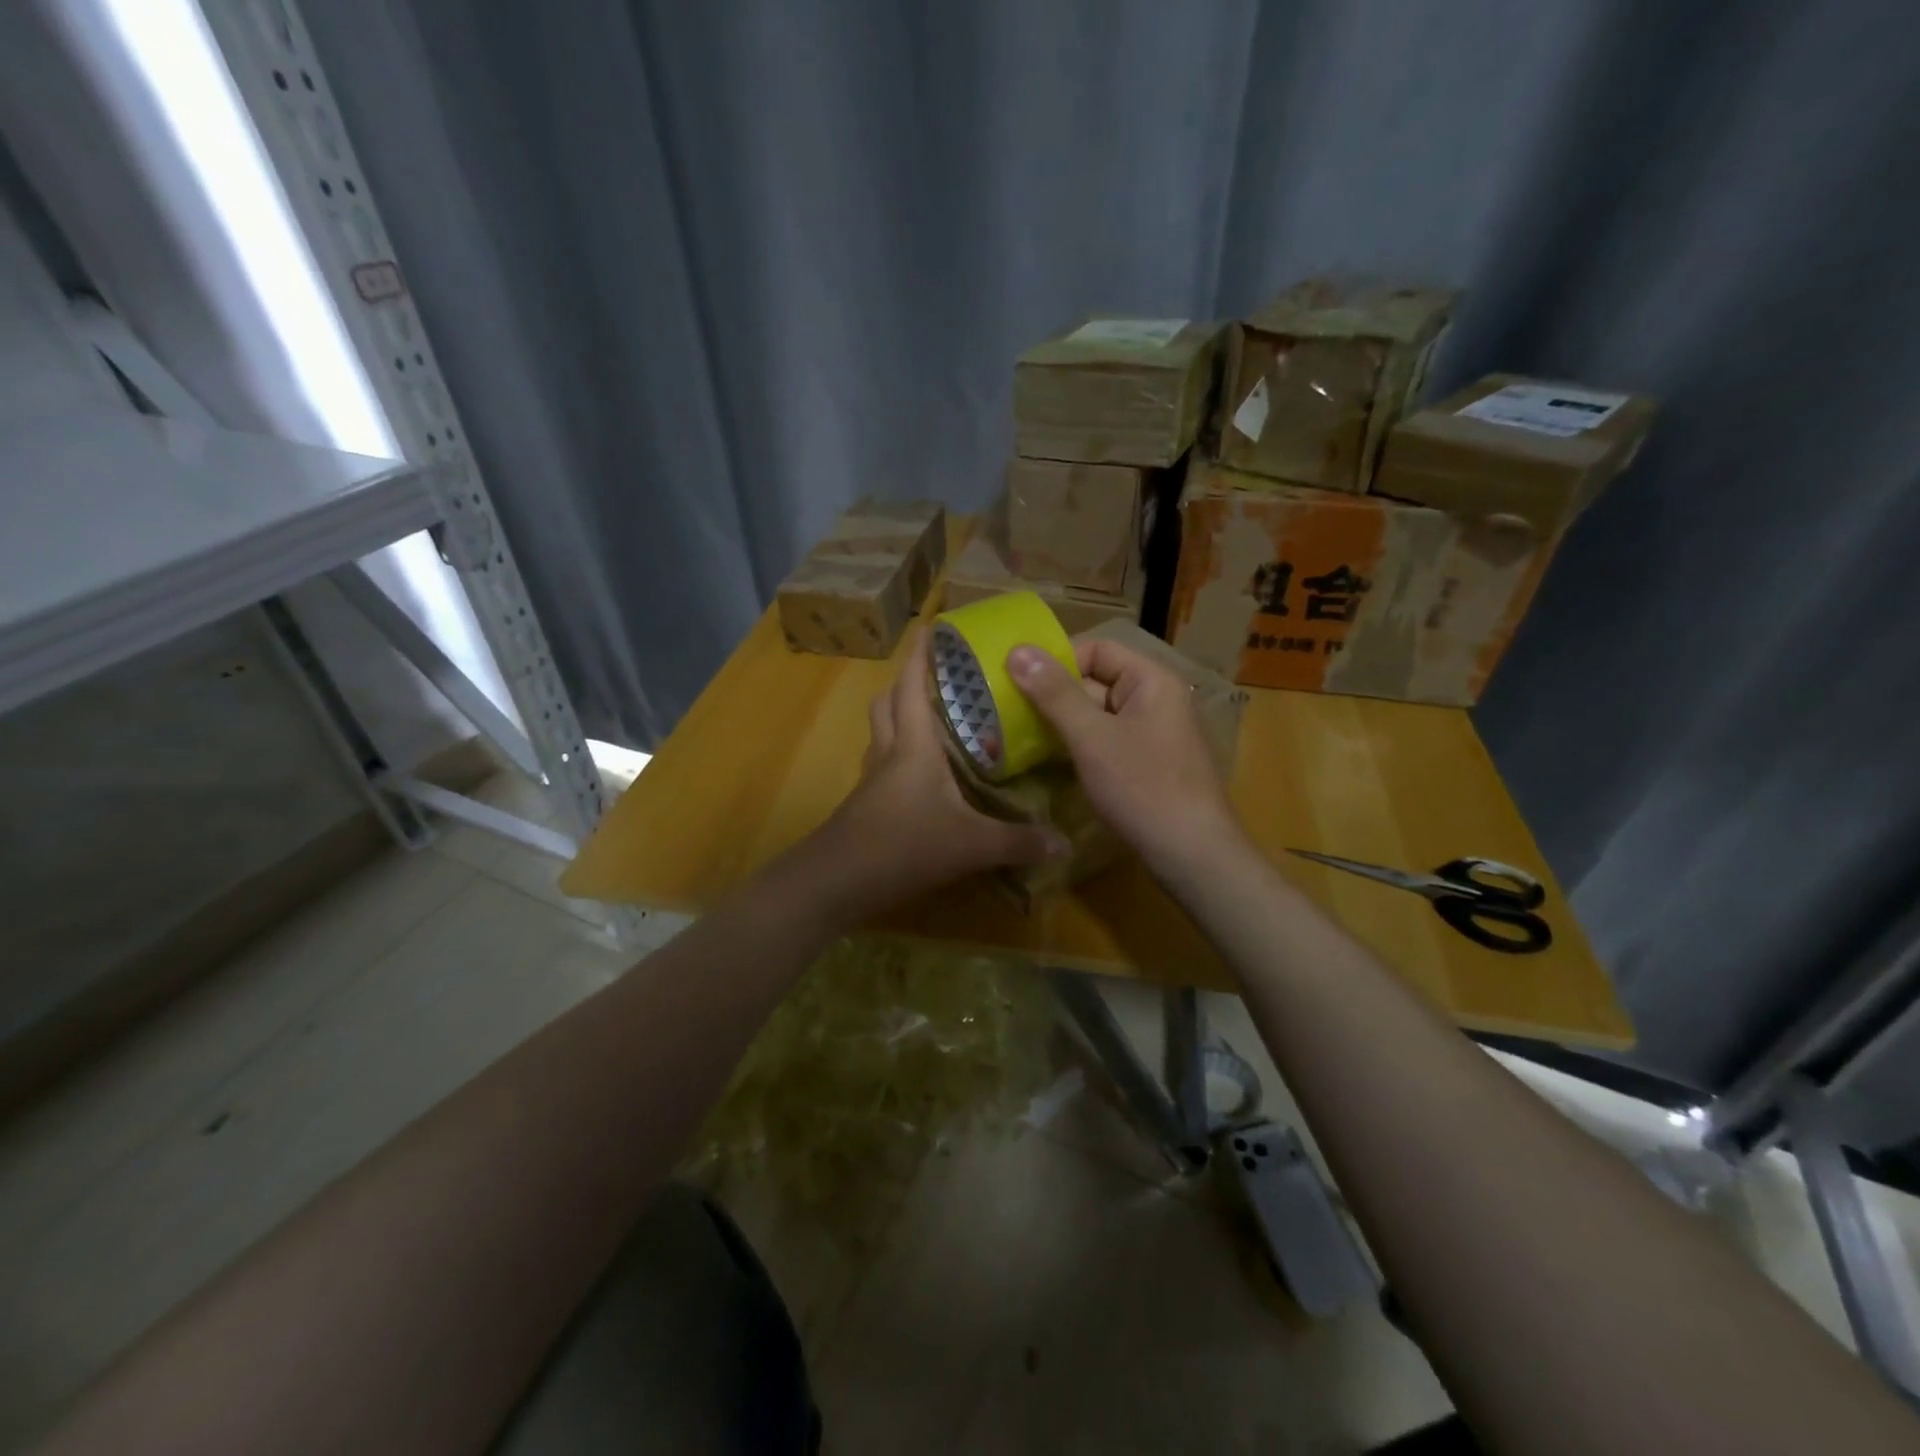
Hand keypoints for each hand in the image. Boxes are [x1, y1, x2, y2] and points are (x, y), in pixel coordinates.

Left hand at [811, 628, 1068, 922]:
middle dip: (906, 683)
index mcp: (913, 746)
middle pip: (887, 703)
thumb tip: (1064, 843)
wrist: (835, 883)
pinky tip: (922, 778)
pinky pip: (882, 765)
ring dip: (899, 717)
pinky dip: (898, 756)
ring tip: (933, 720)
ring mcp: (872, 781)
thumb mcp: (969, 844)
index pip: (910, 686)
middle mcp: (888, 753)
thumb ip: (1017, 842)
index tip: (930, 628)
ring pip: (880, 733)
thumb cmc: (902, 846)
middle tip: (938, 679)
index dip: (919, 655)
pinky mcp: (865, 805)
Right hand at [1007, 636, 1241, 879]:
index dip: (1057, 660)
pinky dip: (1079, 744)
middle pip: (1097, 680)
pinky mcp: (1147, 762)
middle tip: (1009, 709)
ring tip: (1020, 733)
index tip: (1017, 680)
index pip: (1098, 649)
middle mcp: (1156, 698)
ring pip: (1098, 713)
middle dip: (1054, 694)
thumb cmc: (1142, 786)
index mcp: (1151, 680)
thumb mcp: (1091, 737)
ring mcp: (1153, 732)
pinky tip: (1050, 759)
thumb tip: (1017, 650)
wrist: (1191, 854)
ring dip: (1063, 721)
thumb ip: (1054, 693)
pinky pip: (1106, 739)